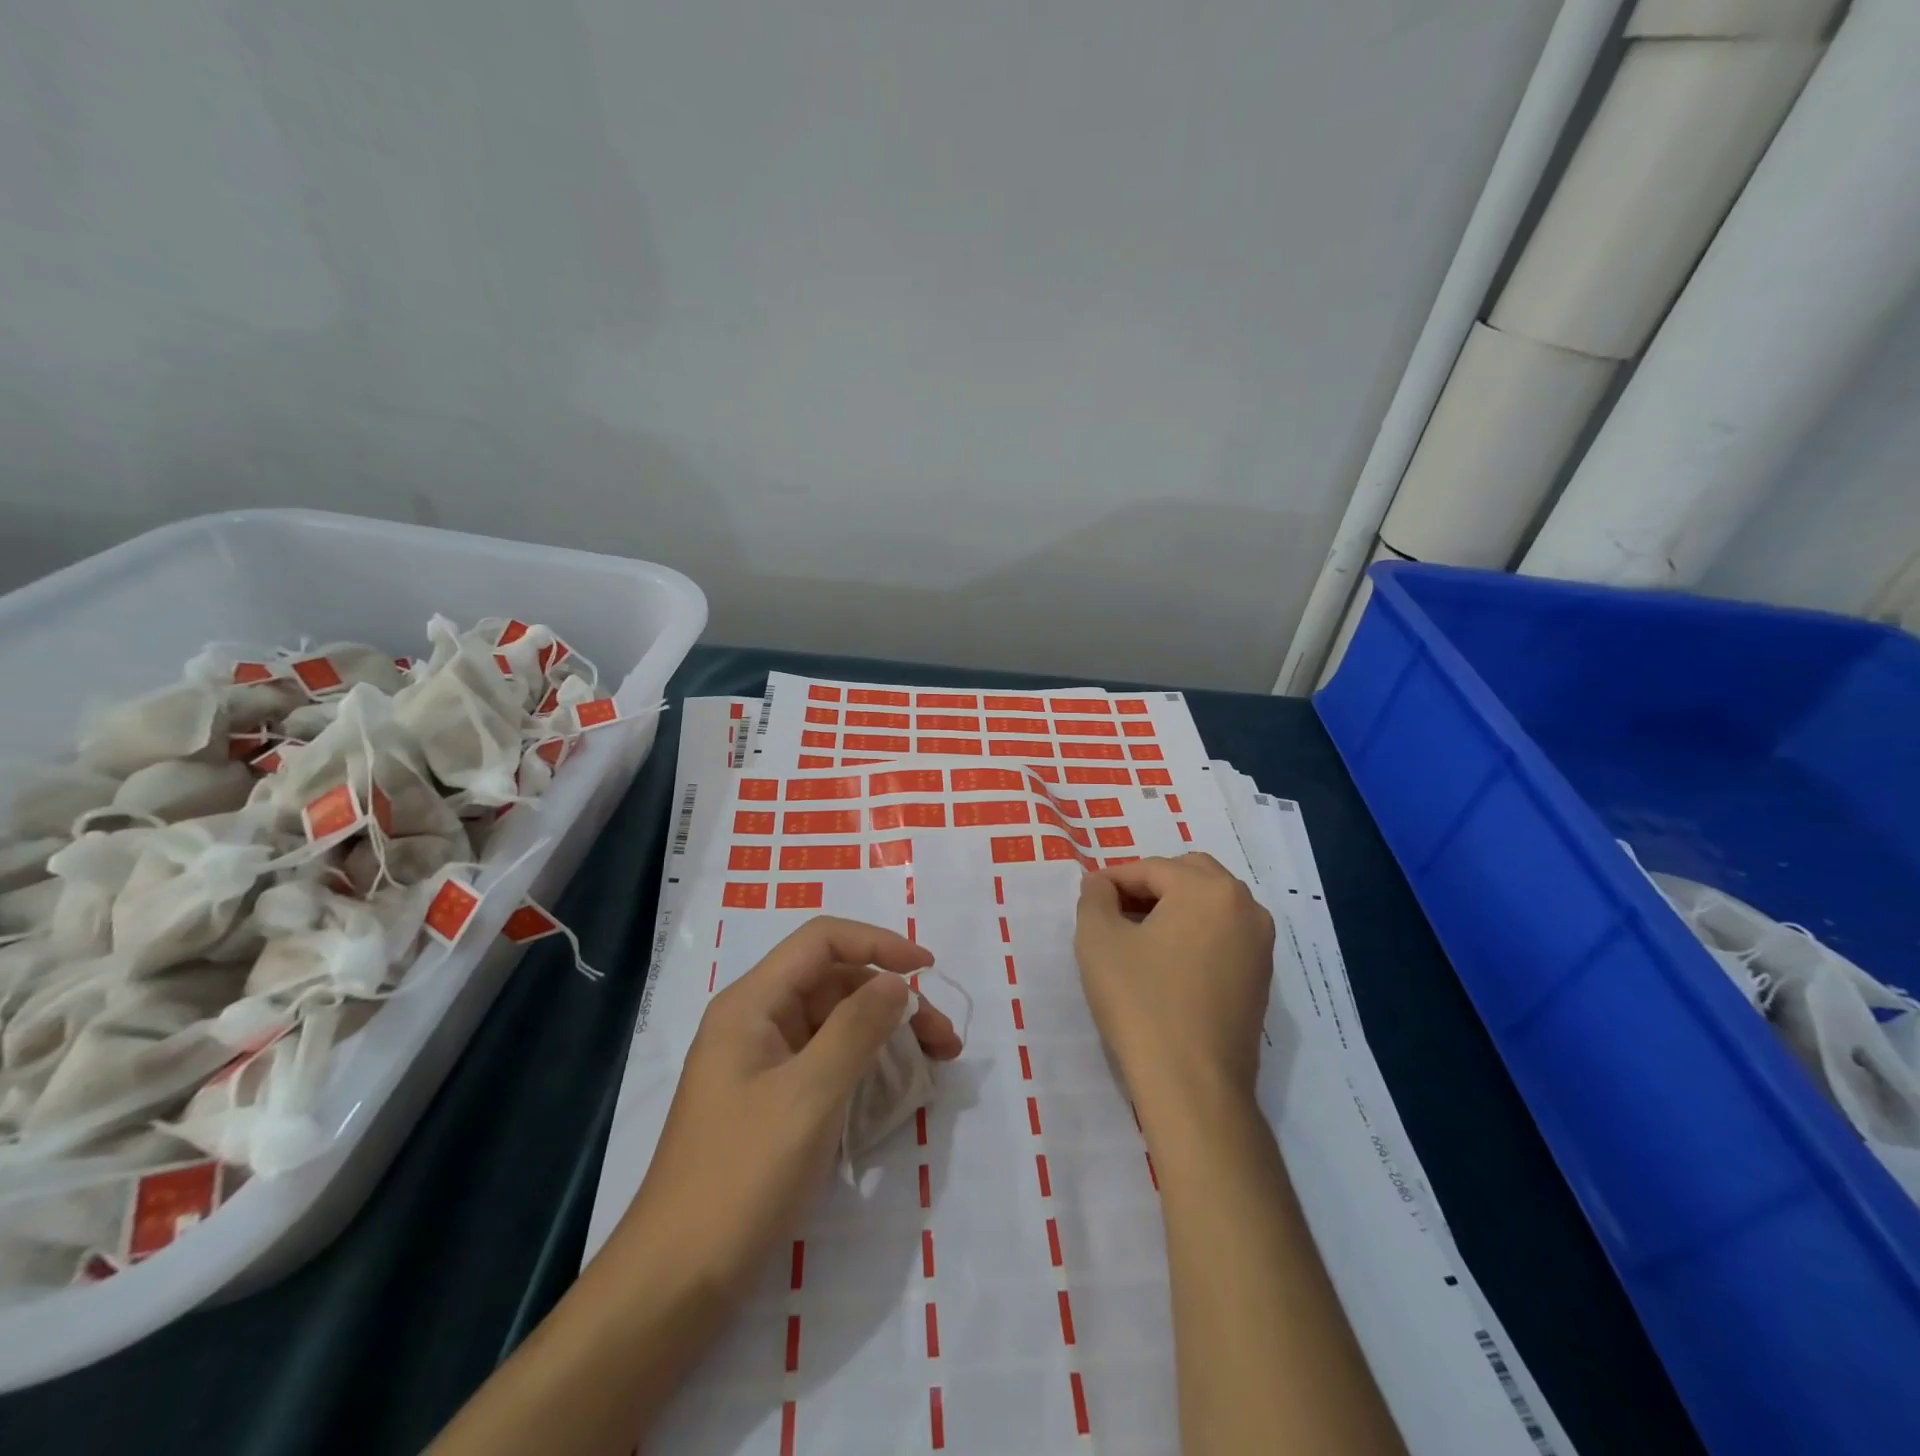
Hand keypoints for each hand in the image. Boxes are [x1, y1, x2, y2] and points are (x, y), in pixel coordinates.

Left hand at [611, 916, 962, 1298]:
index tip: (928, 970)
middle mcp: (756, 1022)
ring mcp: (762, 1063)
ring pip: (835, 1023)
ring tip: (937, 1063)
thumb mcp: (810, 1096)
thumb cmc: (741, 1178)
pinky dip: (866, 1065)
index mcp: (752, 1004)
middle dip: (893, 999)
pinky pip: (826, 1062)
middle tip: (945, 1040)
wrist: (675, 1284)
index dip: (879, 943)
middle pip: (835, 982)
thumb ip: (857, 1028)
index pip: (822, 941)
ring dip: (886, 1033)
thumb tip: (896, 981)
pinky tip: (898, 1090)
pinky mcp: (771, 1101)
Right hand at [1075, 853, 1274, 1105]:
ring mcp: (1260, 944)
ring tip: (1137, 936)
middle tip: (1114, 911)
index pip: (1151, 868)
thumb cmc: (1141, 1003)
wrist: (1193, 1086)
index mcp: (1209, 889)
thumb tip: (1101, 885)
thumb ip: (1095, 897)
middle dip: (1149, 886)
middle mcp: (1245, 907)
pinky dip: (1194, 934)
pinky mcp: (1261, 978)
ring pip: (1210, 904)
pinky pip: (1223, 935)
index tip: (1088, 897)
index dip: (1113, 879)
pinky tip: (1166, 963)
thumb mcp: (1098, 940)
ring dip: (1174, 908)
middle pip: (1189, 876)